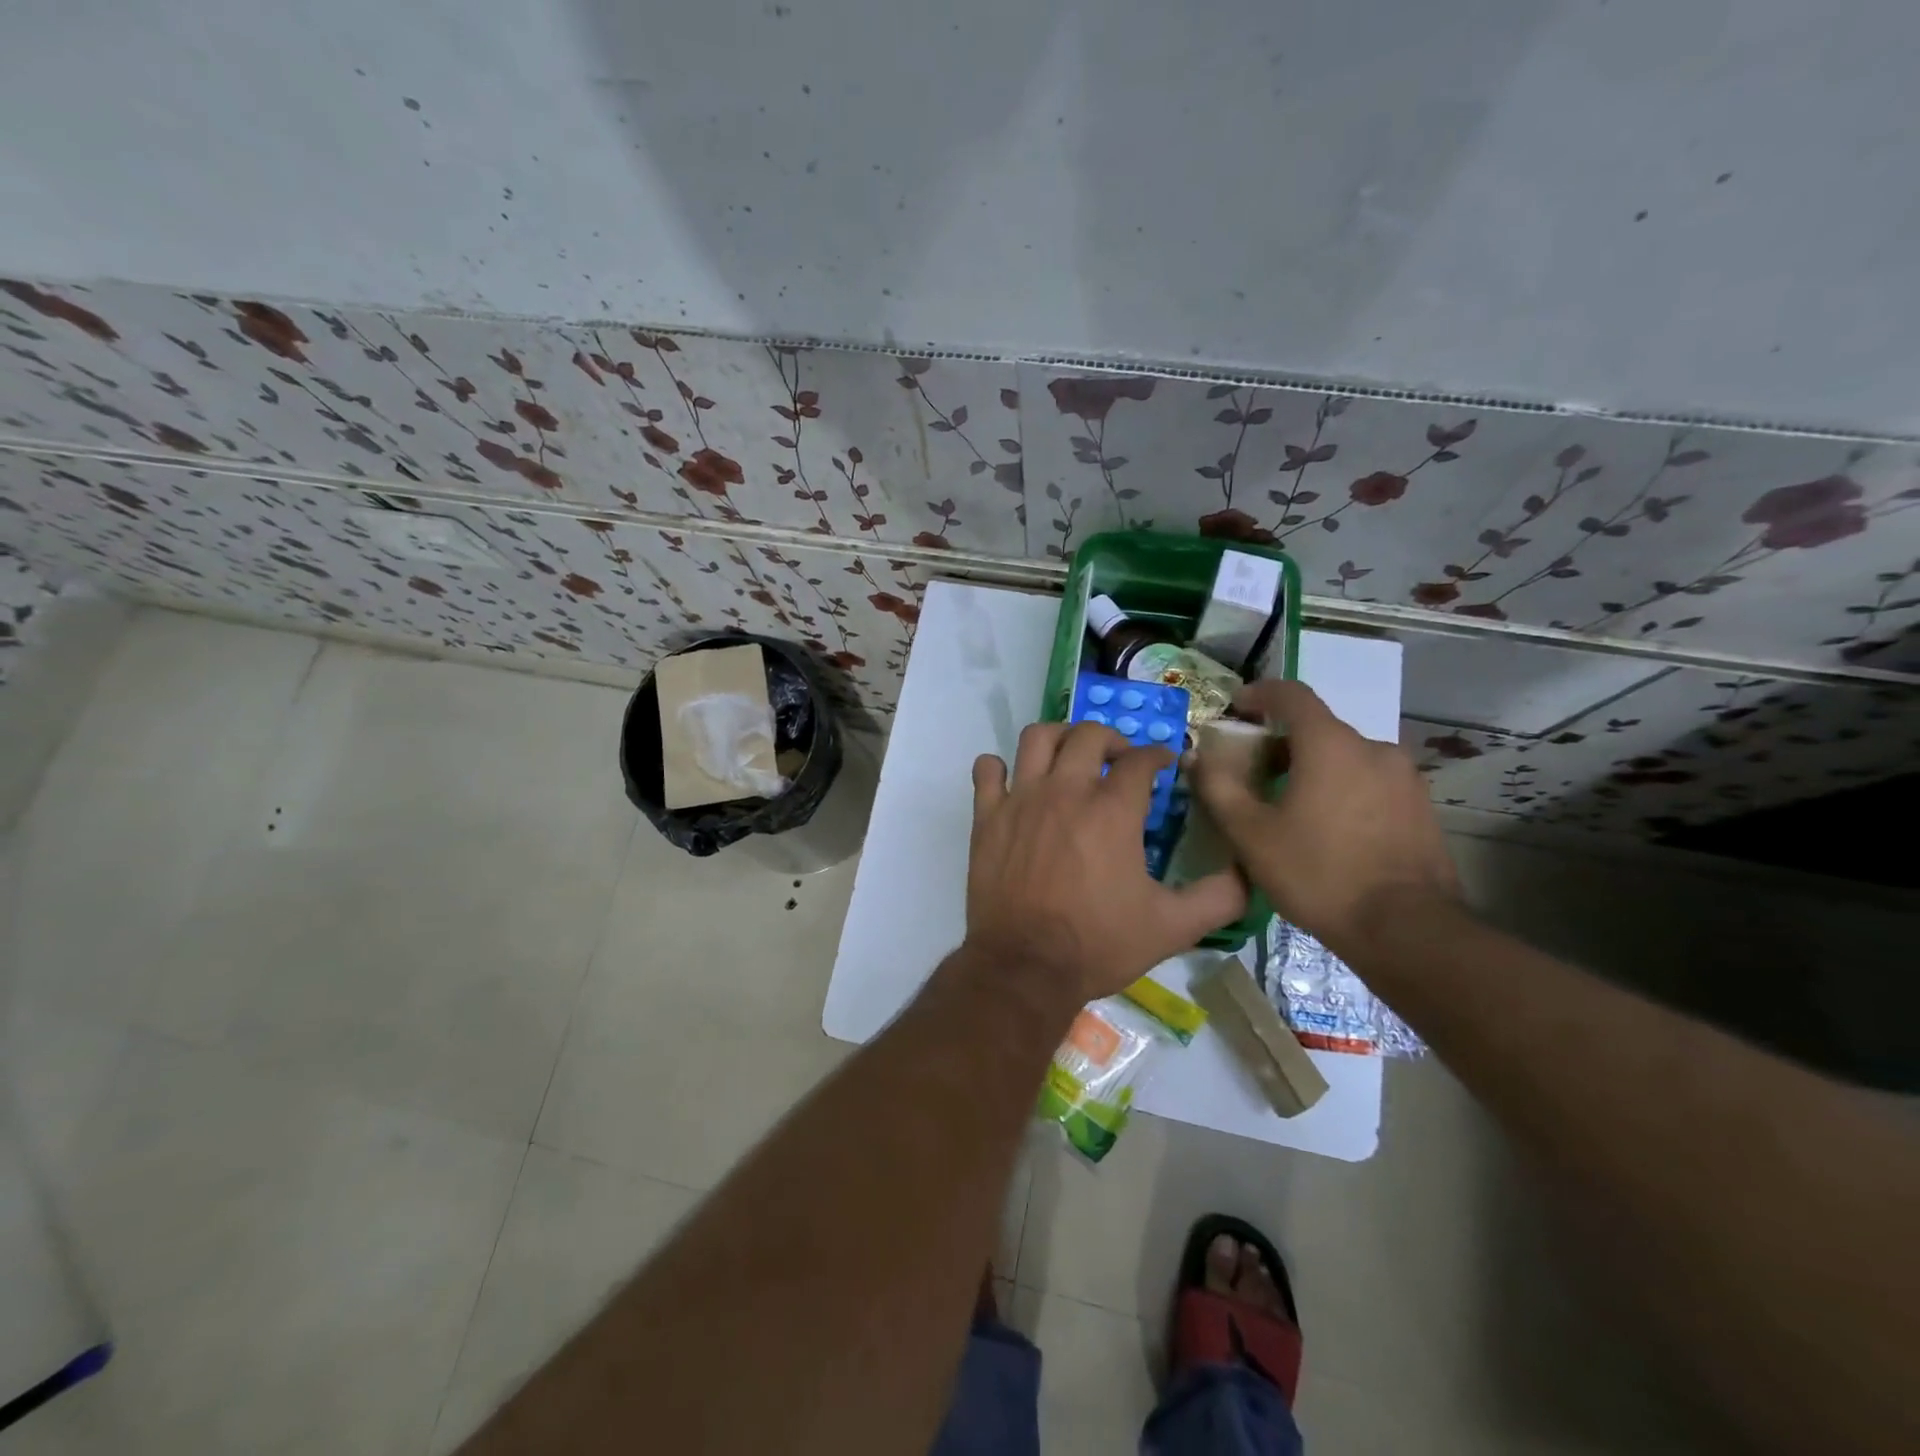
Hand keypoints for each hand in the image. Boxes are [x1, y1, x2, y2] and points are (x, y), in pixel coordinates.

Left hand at [966, 722, 1246, 1004]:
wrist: (1026, 967)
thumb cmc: (1099, 944)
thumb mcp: (1174, 927)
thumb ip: (1219, 897)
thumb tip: (1249, 872)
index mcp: (1113, 810)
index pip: (1140, 759)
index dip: (1158, 755)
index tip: (1164, 764)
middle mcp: (1066, 791)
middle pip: (1089, 734)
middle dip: (1112, 738)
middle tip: (1119, 758)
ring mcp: (1021, 799)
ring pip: (1037, 737)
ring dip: (1058, 736)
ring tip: (1070, 755)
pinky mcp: (987, 817)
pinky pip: (987, 770)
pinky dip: (999, 767)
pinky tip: (1013, 781)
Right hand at [1192, 680, 1457, 956]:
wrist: (1405, 930)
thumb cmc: (1318, 873)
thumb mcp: (1250, 834)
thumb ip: (1217, 787)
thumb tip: (1196, 757)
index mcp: (1330, 744)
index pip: (1292, 695)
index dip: (1259, 693)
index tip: (1236, 707)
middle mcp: (1373, 748)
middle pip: (1318, 730)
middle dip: (1281, 744)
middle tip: (1253, 774)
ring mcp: (1404, 778)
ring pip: (1346, 758)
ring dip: (1313, 769)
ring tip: (1290, 807)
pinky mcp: (1421, 807)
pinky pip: (1370, 782)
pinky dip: (1342, 789)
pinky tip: (1328, 829)